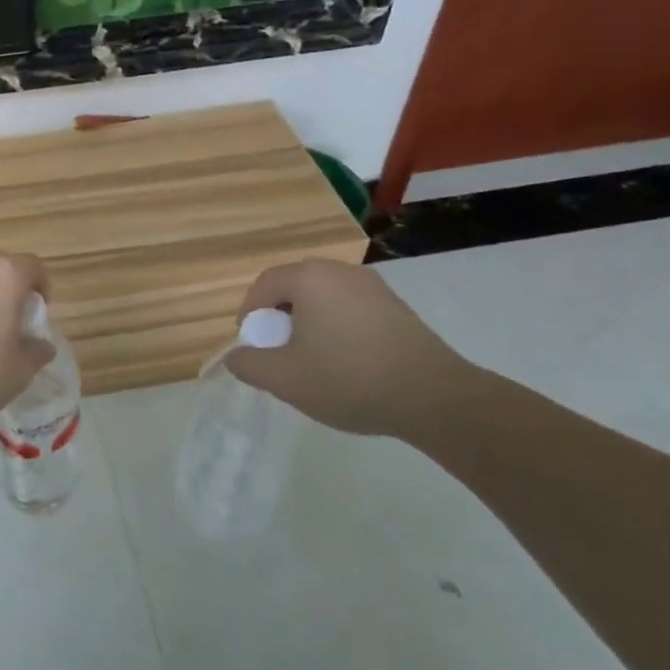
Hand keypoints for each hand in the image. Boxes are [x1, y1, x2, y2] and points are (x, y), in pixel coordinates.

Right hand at [225, 259, 478, 440]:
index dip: (250, 312)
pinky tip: (346, 362)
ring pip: (325, 298)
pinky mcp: (397, 307)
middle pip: (295, 287)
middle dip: (280, 317)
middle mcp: (341, 271)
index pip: (265, 284)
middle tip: (278, 351)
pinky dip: (338, 328)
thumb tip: (235, 357)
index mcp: (310, 278)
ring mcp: (374, 287)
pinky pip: (351, 309)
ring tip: (312, 360)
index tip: (251, 343)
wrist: (434, 397)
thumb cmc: (348, 378)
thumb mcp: (284, 379)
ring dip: (309, 323)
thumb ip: (249, 365)